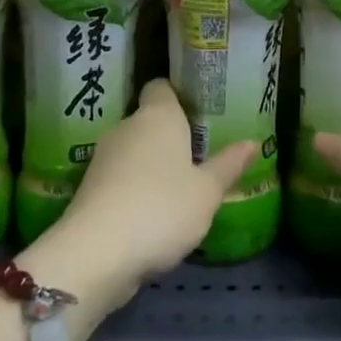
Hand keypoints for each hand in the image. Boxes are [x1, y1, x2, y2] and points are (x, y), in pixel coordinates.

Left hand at [42, 79, 255, 296]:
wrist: (96, 253)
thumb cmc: (162, 208)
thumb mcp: (207, 191)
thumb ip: (228, 165)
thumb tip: (252, 142)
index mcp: (157, 116)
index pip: (162, 87)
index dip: (179, 96)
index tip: (199, 112)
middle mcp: (127, 127)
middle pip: (149, 121)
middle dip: (170, 137)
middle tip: (199, 156)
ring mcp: (102, 159)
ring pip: (133, 152)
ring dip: (151, 166)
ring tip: (179, 189)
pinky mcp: (88, 190)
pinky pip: (119, 179)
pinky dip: (134, 190)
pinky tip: (152, 215)